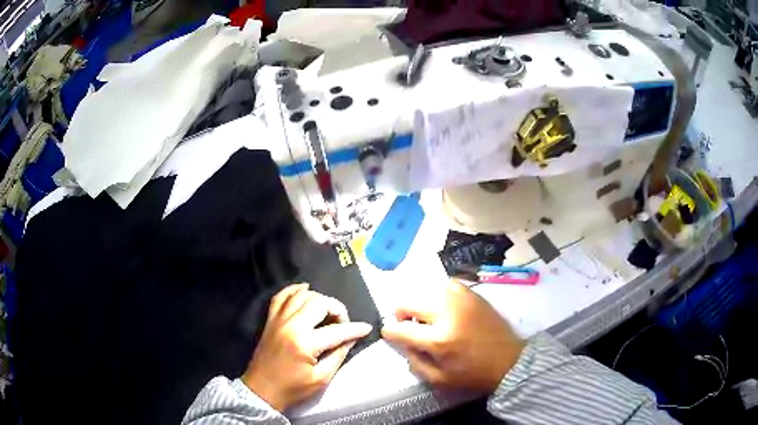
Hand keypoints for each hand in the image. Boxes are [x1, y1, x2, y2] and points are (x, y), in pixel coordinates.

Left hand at [242, 284, 371, 410]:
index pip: (336, 330)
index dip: (355, 329)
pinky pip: (281, 296)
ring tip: (327, 312)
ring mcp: (278, 320)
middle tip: (342, 323)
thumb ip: (338, 355)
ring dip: (319, 299)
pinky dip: (294, 290)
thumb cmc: (293, 388)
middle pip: (319, 302)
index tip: (366, 328)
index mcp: (304, 343)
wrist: (262, 390)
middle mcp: (291, 325)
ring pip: (301, 295)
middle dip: (336, 309)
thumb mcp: (321, 378)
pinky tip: (305, 290)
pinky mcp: (270, 320)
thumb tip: (351, 339)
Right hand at [382, 279, 524, 391]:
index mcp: (439, 340)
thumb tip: (403, 343)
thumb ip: (415, 361)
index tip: (389, 333)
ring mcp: (462, 300)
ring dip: (421, 303)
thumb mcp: (439, 379)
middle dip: (402, 314)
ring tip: (428, 316)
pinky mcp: (473, 294)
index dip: (390, 331)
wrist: (509, 360)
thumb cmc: (474, 374)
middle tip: (409, 325)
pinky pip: (447, 284)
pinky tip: (444, 306)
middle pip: (408, 301)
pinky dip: (439, 294)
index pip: (400, 329)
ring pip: (426, 289)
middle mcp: (447, 314)